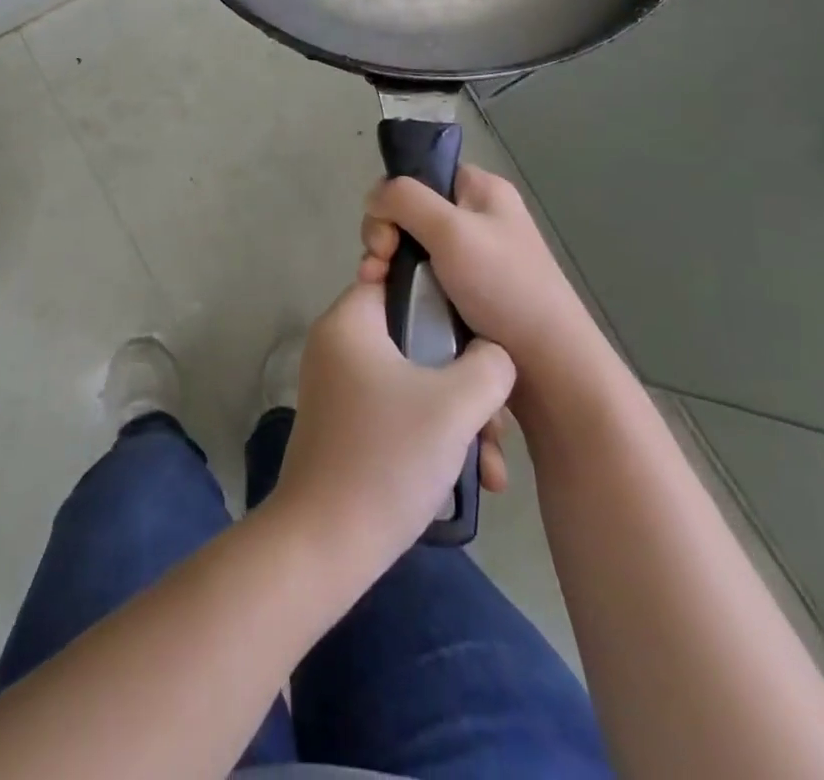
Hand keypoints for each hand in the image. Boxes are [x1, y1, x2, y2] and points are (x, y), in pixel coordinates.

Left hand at [265, 281, 514, 576]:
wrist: (326, 542)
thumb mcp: (455, 404)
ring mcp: (341, 386)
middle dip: (467, 382)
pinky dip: (434, 435)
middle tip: (496, 424)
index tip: (482, 331)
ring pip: (416, 381)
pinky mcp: (348, 423)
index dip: (446, 298)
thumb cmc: (389, 456)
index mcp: (350, 321)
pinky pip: (400, 409)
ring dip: (459, 418)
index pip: (400, 280)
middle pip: (417, 338)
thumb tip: (492, 354)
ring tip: (491, 468)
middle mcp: (340, 344)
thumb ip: (489, 365)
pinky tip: (473, 479)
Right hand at [359, 168, 618, 424]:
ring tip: (379, 289)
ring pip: (409, 248)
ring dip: (387, 265)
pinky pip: (420, 278)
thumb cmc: (504, 287)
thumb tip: (373, 197)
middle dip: (385, 236)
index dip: (395, 197)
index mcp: (481, 191)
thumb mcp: (452, 230)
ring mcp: (470, 258)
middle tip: (380, 266)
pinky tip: (392, 304)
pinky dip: (402, 288)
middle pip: (409, 211)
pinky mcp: (463, 293)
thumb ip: (405, 200)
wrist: (549, 366)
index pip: (422, 173)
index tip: (387, 233)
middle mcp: (476, 218)